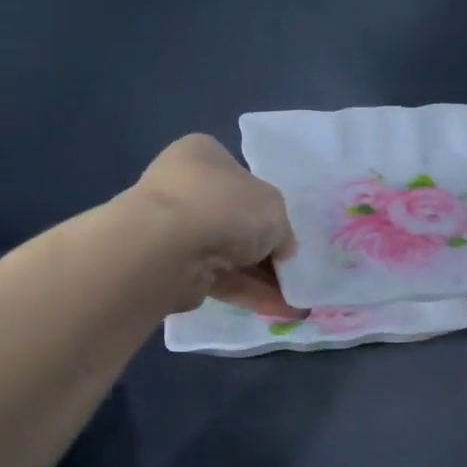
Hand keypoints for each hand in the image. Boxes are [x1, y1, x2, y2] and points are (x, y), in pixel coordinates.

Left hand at [129, 135, 301, 314]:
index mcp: (204, 156)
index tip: (286, 232)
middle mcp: (185, 188)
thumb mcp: (274, 208)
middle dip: (267, 250)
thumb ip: (282, 229)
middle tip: (295, 270)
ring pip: (229, 255)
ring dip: (263, 278)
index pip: (241, 179)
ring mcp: (175, 230)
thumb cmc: (225, 205)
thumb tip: (282, 249)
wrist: (168, 246)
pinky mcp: (174, 269)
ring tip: (297, 300)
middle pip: (236, 222)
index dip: (267, 207)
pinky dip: (249, 293)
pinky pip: (219, 280)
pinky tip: (279, 309)